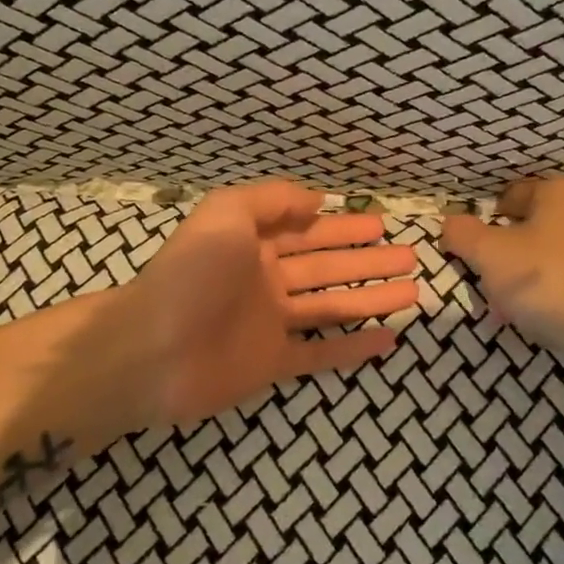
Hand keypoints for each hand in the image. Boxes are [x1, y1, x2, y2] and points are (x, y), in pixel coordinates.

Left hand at [127, 181, 418, 426]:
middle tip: (410, 256)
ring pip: (332, 308)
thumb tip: (317, 200)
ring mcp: (270, 325)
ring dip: (371, 299)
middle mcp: (265, 281)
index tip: (381, 223)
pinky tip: (388, 340)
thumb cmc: (190, 275)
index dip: (344, 226)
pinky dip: (353, 349)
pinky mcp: (272, 364)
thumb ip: (272, 199)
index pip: (308, 231)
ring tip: (412, 291)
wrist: (150, 351)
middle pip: (328, 267)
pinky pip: (321, 355)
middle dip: (368, 261)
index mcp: (253, 245)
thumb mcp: (226, 214)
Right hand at [441, 177, 563, 365]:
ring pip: (545, 257)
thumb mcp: (490, 255)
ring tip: (505, 312)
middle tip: (485, 287)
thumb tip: (450, 223)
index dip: (483, 223)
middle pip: (526, 228)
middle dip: (501, 259)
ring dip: (520, 281)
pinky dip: (548, 296)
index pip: (507, 195)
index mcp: (560, 190)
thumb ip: (462, 234)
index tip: (470, 254)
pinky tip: (536, 322)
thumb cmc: (550, 282)